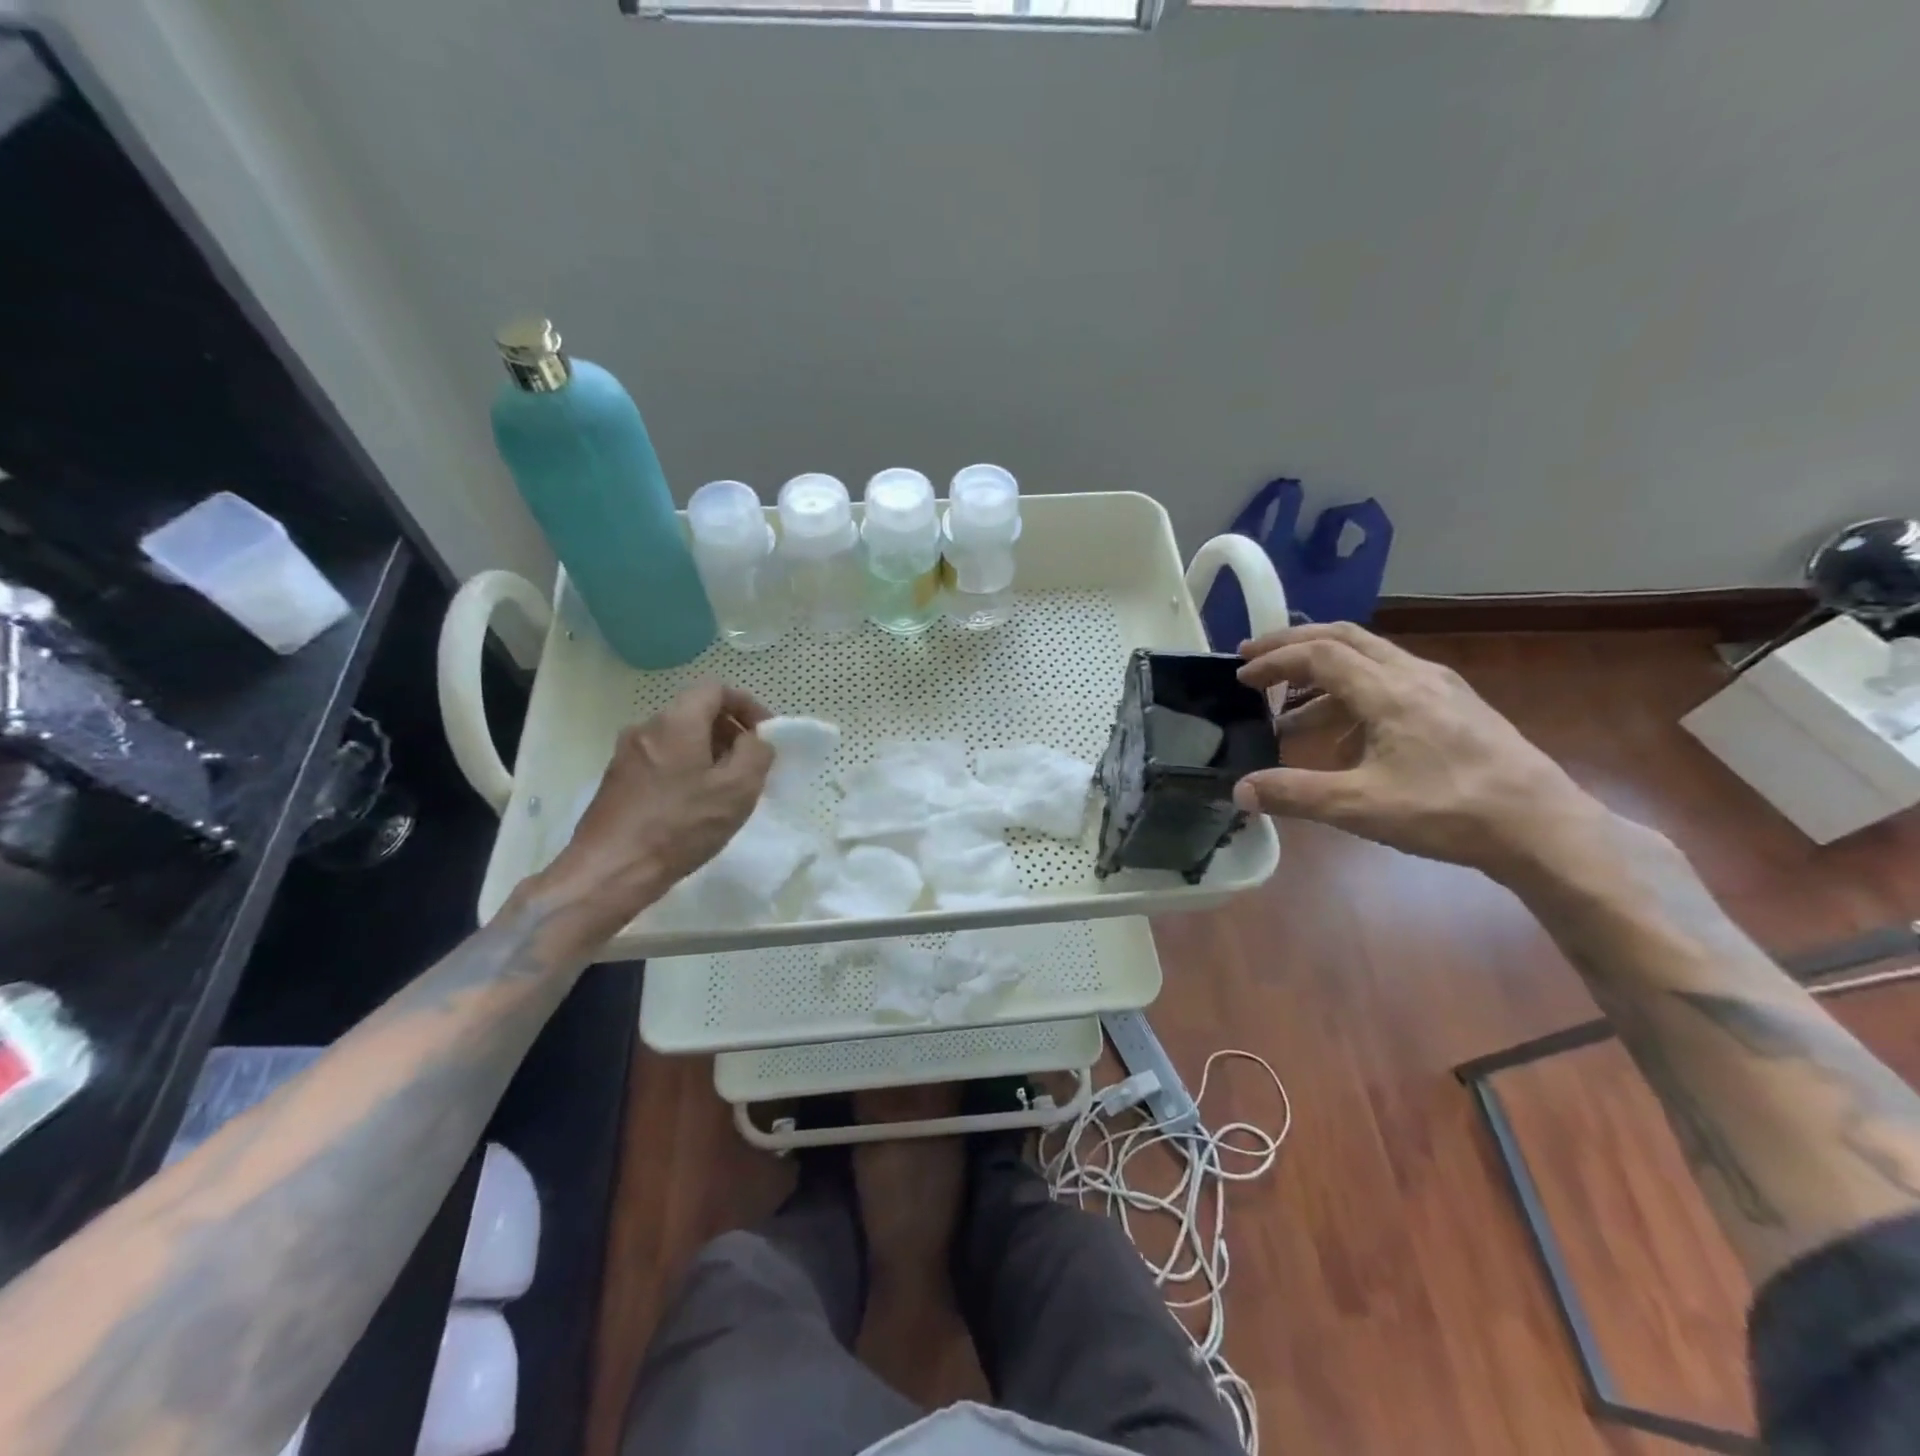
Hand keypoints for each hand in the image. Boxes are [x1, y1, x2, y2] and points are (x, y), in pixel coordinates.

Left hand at [530, 682, 773, 941]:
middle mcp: (646, 727)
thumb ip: (756, 753)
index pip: (716, 689)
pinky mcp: (616, 780)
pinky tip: (694, 806)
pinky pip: (661, 760)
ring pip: (678, 738)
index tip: (765, 734)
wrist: (610, 871)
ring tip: (725, 790)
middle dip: (729, 732)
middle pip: (696, 712)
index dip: (747, 705)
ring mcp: (626, 754)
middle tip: (750, 766)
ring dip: (708, 754)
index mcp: (676, 721)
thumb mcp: (737, 789)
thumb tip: (754, 740)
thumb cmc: (680, 826)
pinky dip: (685, 770)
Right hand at [1234, 624, 1610, 880]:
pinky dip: (1352, 695)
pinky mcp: (1455, 706)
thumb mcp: (1360, 807)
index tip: (1240, 675)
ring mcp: (1439, 687)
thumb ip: (1295, 794)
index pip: (1318, 655)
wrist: (1543, 828)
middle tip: (1255, 659)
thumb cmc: (1448, 811)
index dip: (1274, 660)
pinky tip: (1346, 739)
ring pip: (1369, 659)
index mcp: (1389, 691)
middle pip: (1344, 638)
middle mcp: (1414, 675)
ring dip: (1322, 676)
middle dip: (1293, 644)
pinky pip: (1391, 682)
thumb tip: (1239, 791)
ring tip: (1289, 712)